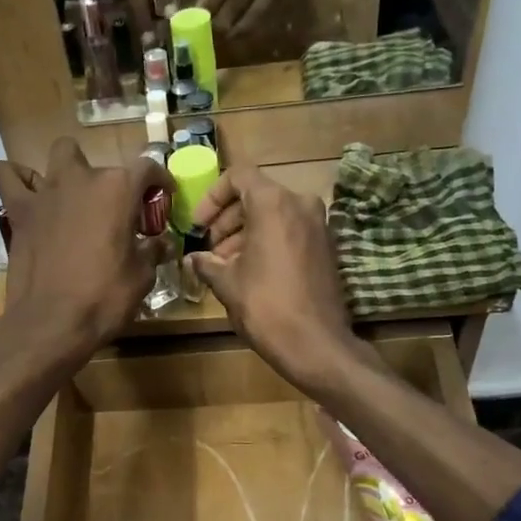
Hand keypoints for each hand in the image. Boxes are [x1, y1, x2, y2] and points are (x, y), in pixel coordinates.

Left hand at [0, 137, 170, 359]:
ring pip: (58, 155)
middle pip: (99, 162)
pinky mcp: (18, 210)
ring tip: (71, 197)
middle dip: (108, 181)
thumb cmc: (104, 299)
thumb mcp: (142, 278)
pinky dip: (17, 179)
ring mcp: (46, 192)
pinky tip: (29, 196)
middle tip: (111, 211)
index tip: (162, 196)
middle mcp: (81, 179)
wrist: (51, 323)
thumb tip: (161, 243)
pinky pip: (8, 176)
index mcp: (118, 190)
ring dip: (68, 170)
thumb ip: (152, 251)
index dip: (159, 181)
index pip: (147, 168)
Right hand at [186, 165, 354, 390]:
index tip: (198, 225)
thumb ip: (207, 263)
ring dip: (245, 233)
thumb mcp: (227, 283)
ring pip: (274, 215)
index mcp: (274, 203)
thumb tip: (194, 259)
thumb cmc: (265, 306)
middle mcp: (301, 204)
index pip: (238, 176)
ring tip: (225, 264)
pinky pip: (290, 231)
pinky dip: (268, 242)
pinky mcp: (326, 247)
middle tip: (209, 248)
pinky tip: (250, 272)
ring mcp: (318, 225)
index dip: (212, 197)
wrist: (315, 343)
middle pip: (257, 195)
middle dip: (228, 219)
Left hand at [198, 0, 288, 35]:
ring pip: (256, 8)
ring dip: (238, 27)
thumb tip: (198, 9)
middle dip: (223, 20)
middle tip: (209, 36)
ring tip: (223, 37)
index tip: (198, 20)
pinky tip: (237, 32)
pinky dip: (249, 24)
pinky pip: (264, 11)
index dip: (212, 1)